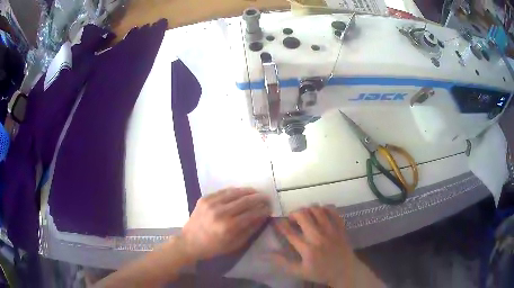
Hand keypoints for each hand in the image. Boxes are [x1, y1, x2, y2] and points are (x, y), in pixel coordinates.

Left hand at [180, 188, 270, 260]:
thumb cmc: (213, 247)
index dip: (263, 210)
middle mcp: (220, 212)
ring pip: (235, 193)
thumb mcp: (234, 244)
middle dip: (259, 198)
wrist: (189, 242)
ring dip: (248, 192)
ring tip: (257, 193)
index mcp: (228, 226)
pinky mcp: (205, 198)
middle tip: (266, 198)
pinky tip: (242, 192)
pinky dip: (235, 191)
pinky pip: (223, 191)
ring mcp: (211, 203)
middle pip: (245, 201)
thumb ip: (250, 230)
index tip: (270, 208)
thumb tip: (263, 217)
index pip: (252, 214)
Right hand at [272, 206, 355, 287]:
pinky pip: (333, 210)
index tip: (276, 221)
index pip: (289, 232)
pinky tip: (321, 212)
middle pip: (303, 215)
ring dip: (308, 209)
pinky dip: (325, 208)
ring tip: (306, 215)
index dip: (280, 224)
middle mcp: (318, 236)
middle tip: (292, 218)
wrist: (344, 271)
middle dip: (294, 213)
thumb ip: (283, 262)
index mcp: (307, 248)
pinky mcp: (340, 227)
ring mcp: (331, 230)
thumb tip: (267, 254)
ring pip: (317, 210)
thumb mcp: (299, 271)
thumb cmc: (321, 272)